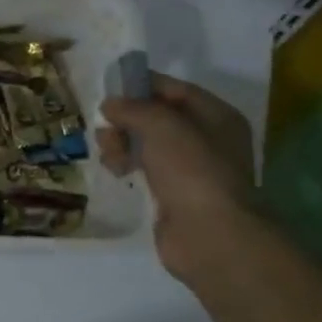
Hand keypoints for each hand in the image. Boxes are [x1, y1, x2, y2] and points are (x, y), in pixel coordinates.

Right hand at [97, 75, 256, 278]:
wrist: (208, 235)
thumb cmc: (191, 170)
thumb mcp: (161, 125)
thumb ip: (133, 108)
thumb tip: (110, 105)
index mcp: (216, 116)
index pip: (174, 89)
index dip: (142, 86)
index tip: (110, 89)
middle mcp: (206, 139)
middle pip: (157, 117)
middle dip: (126, 119)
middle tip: (106, 128)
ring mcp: (190, 169)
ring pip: (146, 143)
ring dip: (121, 143)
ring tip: (109, 154)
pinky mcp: (172, 194)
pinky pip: (144, 169)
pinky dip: (127, 165)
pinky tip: (115, 170)